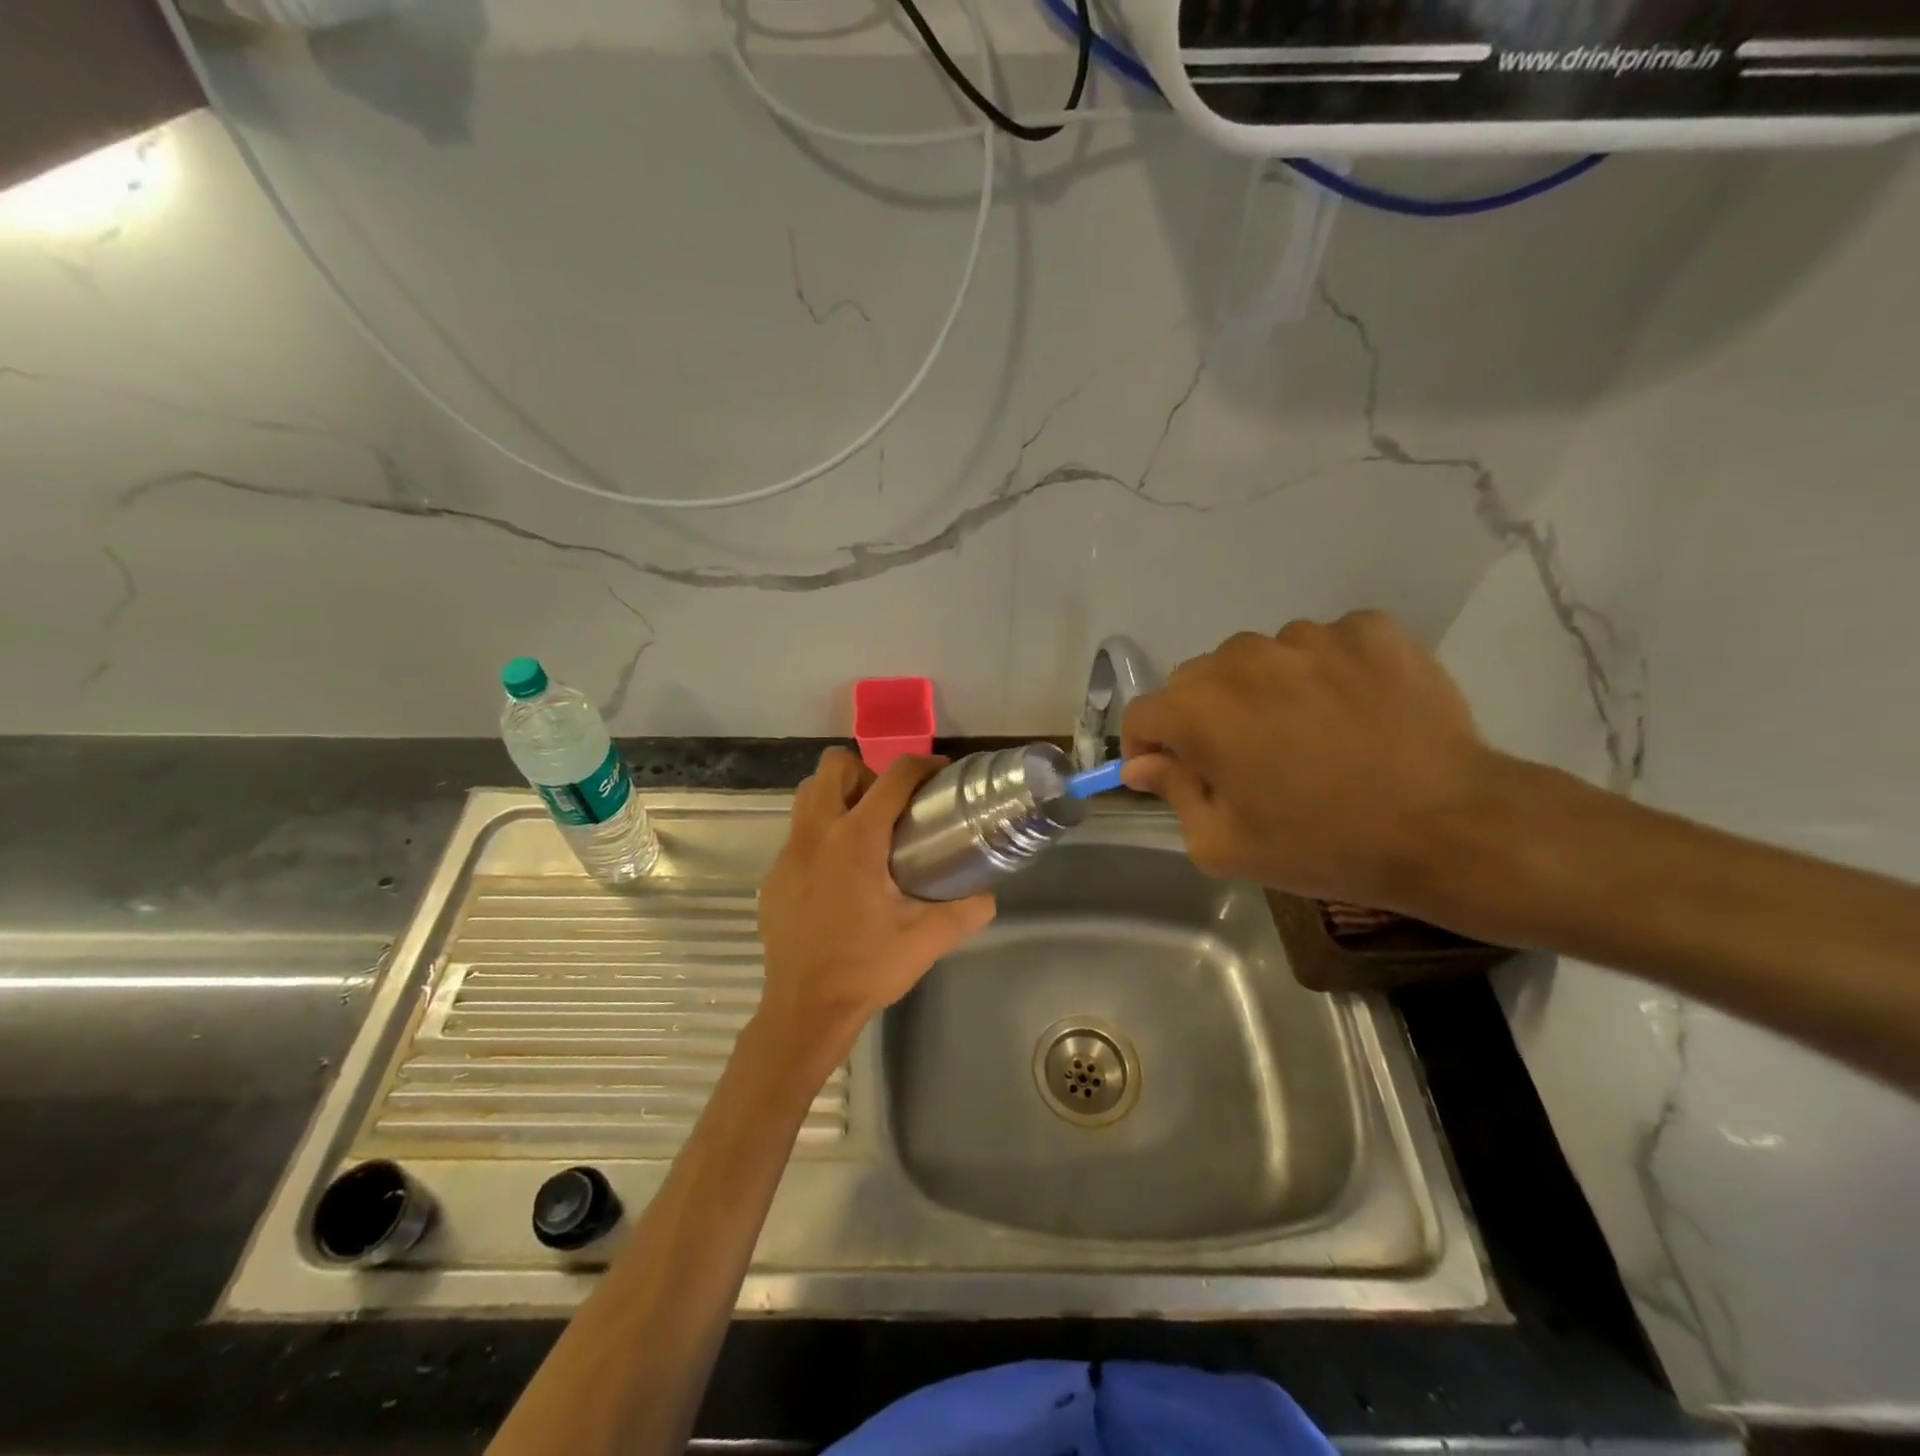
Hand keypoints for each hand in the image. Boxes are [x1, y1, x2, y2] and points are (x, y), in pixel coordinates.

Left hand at [756, 748, 995, 1067]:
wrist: (805, 1008)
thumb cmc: (867, 968)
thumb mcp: (927, 939)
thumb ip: (966, 911)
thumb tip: (987, 894)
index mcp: (857, 839)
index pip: (893, 776)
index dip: (923, 765)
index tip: (940, 774)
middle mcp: (817, 833)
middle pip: (834, 765)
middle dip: (865, 773)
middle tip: (890, 808)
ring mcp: (789, 853)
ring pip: (809, 794)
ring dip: (838, 797)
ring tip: (864, 832)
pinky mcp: (774, 876)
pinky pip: (798, 833)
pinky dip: (821, 835)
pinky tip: (840, 876)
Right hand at [1120, 612, 1503, 910]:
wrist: (1453, 827)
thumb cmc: (1323, 844)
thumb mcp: (1224, 844)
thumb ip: (1172, 793)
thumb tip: (1142, 764)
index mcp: (1199, 707)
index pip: (1143, 713)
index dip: (1148, 747)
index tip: (1170, 774)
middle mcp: (1242, 656)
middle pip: (1196, 681)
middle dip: (1203, 718)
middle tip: (1245, 761)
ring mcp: (1309, 635)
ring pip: (1260, 659)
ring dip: (1264, 692)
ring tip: (1308, 734)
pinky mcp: (1368, 629)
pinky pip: (1322, 645)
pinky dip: (1324, 673)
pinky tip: (1353, 711)